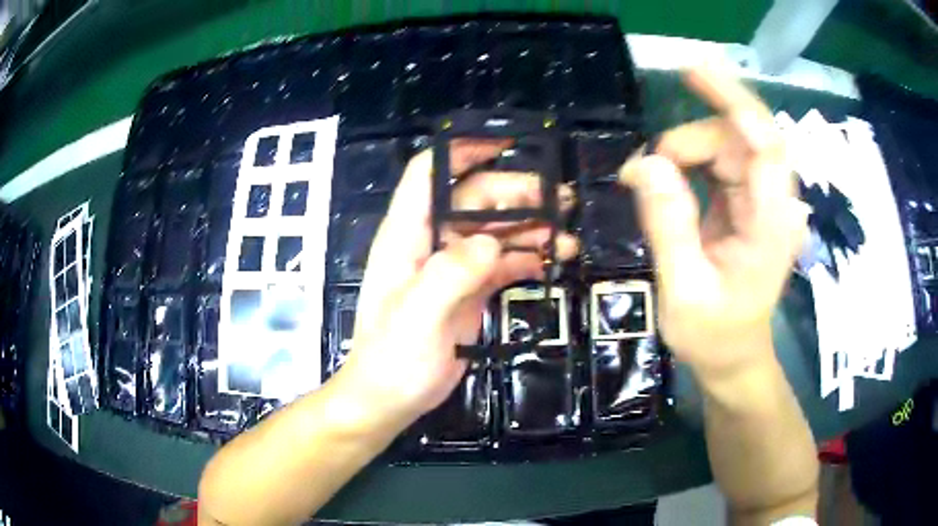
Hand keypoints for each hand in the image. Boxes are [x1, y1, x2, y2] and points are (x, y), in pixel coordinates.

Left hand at [338, 141, 577, 424]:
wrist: (390, 398)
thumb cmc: (393, 357)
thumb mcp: (417, 315)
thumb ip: (451, 273)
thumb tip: (490, 243)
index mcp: (408, 235)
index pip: (429, 173)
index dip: (462, 150)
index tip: (504, 142)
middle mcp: (431, 242)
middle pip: (476, 199)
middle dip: (518, 194)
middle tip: (561, 201)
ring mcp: (452, 267)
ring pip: (495, 231)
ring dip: (531, 228)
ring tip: (567, 238)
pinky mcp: (469, 290)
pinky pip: (502, 263)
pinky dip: (527, 259)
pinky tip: (552, 261)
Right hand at [619, 65, 806, 379]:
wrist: (734, 356)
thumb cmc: (713, 336)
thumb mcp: (684, 292)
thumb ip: (669, 227)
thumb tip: (645, 163)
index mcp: (771, 226)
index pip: (767, 147)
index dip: (735, 103)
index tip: (694, 73)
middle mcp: (775, 203)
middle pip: (743, 136)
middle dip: (693, 135)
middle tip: (648, 164)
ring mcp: (764, 200)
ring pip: (729, 142)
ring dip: (687, 149)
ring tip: (652, 180)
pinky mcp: (749, 201)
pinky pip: (722, 159)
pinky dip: (690, 158)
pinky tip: (669, 176)